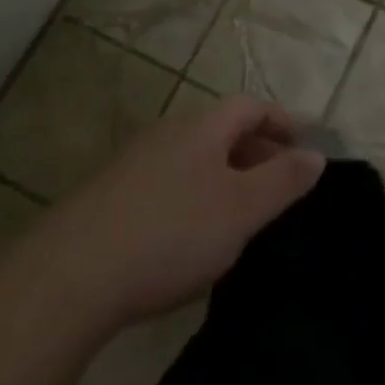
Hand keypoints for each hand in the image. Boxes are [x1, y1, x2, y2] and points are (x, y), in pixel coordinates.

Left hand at [64, 95, 326, 325]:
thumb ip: (283, 181)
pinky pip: (165, 185)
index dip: (281, 121)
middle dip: (254, 152)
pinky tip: (189, 240)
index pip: (250, 106)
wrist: (68, 278)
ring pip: (192, 160)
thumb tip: (316, 155)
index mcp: (202, 127)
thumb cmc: (171, 233)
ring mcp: (133, 165)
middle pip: (220, 131)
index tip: (302, 146)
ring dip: (222, 177)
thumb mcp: (242, 210)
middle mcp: (167, 134)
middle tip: (277, 186)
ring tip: (239, 216)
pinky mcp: (108, 200)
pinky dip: (191, 199)